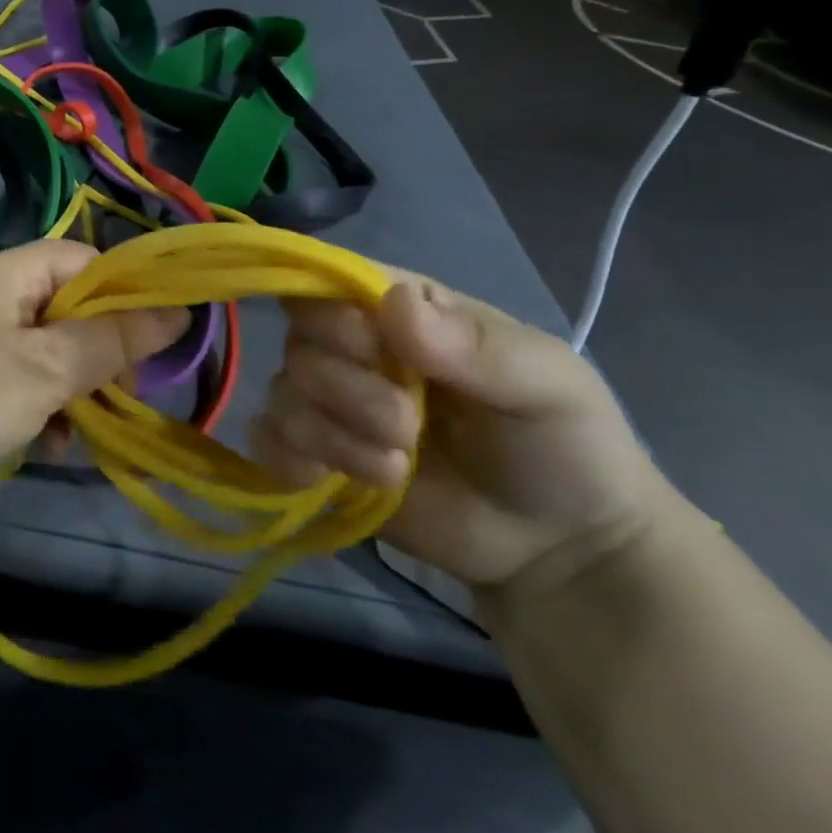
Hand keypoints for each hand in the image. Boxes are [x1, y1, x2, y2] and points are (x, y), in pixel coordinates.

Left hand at [0, 240, 189, 502]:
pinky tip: (53, 447)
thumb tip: (178, 312)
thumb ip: (110, 342)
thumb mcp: (44, 371)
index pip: (79, 259)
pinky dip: (44, 410)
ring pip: (51, 352)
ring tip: (90, 426)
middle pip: (68, 308)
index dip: (122, 289)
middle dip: (102, 350)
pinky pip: (24, 384)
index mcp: (4, 276)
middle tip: (126, 392)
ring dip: (76, 388)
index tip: (156, 335)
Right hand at [249, 272, 668, 591]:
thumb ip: (474, 346)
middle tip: (408, 428)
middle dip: (349, 391)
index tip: (377, 353)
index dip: (335, 315)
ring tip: (396, 468)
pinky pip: (268, 440)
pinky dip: (290, 459)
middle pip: (299, 343)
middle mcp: (354, 349)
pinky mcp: (319, 457)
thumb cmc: (564, 445)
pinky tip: (332, 480)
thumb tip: (394, 304)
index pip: (326, 282)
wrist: (562, 550)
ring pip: (283, 394)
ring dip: (335, 437)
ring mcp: (333, 405)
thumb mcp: (546, 384)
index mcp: (401, 311)